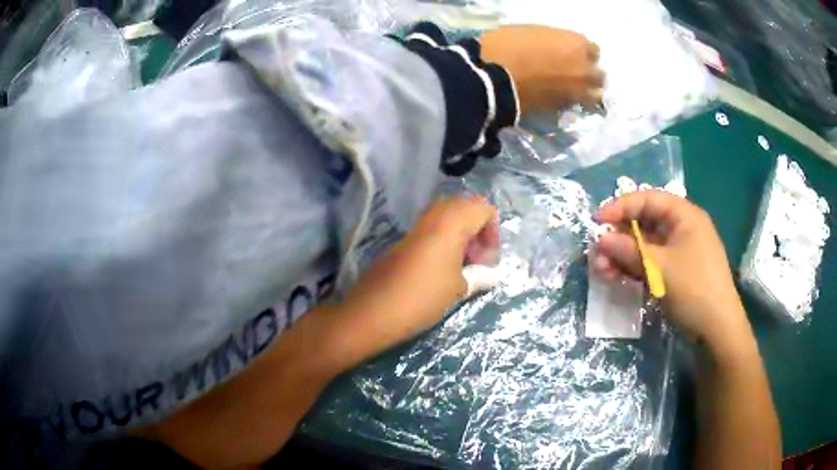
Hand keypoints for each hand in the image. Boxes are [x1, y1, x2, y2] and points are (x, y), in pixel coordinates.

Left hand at [341, 195, 498, 352]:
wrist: (373, 311)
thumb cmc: (422, 297)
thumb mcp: (458, 289)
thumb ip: (480, 277)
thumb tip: (493, 276)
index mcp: (452, 223)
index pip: (483, 208)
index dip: (492, 231)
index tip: (488, 259)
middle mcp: (434, 217)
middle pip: (464, 207)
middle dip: (477, 229)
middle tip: (477, 258)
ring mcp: (416, 228)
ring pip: (446, 217)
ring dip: (460, 235)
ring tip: (462, 265)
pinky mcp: (403, 241)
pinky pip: (431, 229)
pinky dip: (443, 241)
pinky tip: (442, 269)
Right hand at [480, 25, 603, 113]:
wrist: (492, 79)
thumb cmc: (505, 46)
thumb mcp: (530, 32)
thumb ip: (552, 41)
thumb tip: (556, 50)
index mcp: (576, 44)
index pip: (594, 50)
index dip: (582, 52)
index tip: (573, 54)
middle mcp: (584, 68)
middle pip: (599, 75)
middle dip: (589, 74)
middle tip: (576, 75)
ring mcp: (577, 91)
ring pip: (595, 96)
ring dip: (587, 93)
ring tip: (574, 93)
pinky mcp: (564, 109)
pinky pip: (576, 106)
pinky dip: (571, 104)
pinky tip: (559, 100)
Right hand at [592, 190, 751, 349]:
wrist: (716, 330)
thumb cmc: (693, 289)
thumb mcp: (659, 268)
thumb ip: (629, 251)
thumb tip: (600, 239)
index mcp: (684, 216)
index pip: (648, 199)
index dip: (621, 206)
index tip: (596, 220)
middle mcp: (681, 229)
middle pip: (644, 223)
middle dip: (619, 237)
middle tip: (598, 254)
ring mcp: (679, 252)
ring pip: (645, 246)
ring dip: (623, 256)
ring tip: (603, 272)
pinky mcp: (675, 273)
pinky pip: (651, 263)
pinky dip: (634, 269)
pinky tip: (618, 278)